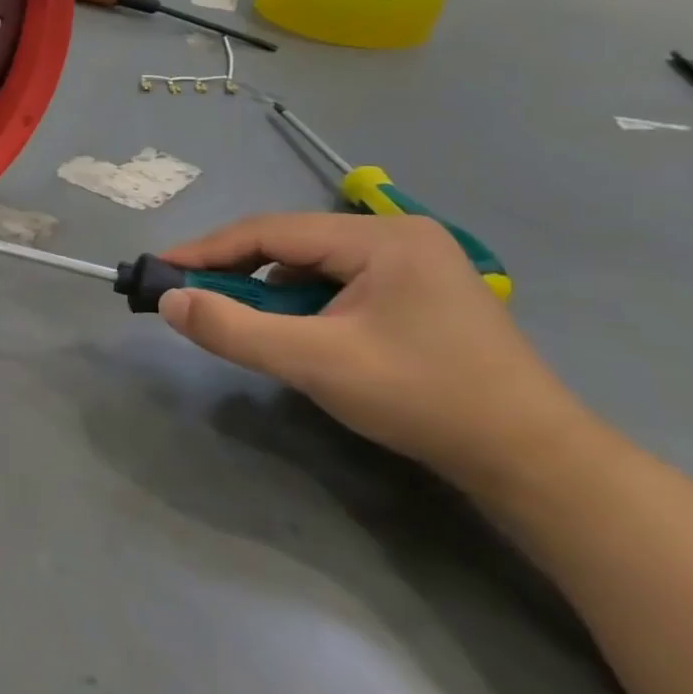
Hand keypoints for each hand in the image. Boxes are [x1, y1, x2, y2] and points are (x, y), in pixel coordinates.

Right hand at [158, 213, 593, 491]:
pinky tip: (295, 331)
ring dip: (268, 290)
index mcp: (380, 238)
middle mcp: (397, 235)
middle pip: (290, 244)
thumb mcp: (315, 363)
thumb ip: (233, 329)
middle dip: (236, 271)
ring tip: (239, 320)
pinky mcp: (417, 292)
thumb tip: (168, 301)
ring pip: (312, 264)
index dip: (207, 249)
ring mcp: (413, 263)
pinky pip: (336, 283)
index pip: (270, 231)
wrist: (534, 462)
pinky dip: (301, 303)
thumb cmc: (423, 399)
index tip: (159, 268)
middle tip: (189, 296)